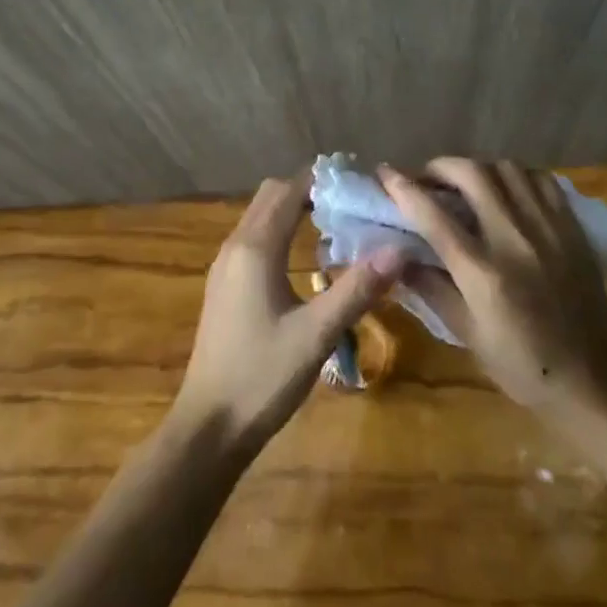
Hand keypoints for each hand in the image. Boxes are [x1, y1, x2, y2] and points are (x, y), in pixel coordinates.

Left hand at [172, 173, 403, 450]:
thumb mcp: (316, 334)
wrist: (208, 427)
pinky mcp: (225, 287)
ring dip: (293, 210)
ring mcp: (225, 267)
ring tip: (336, 224)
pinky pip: (254, 239)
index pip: (289, 190)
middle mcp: (236, 246)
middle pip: (272, 196)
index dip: (323, 179)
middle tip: (352, 203)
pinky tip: (306, 259)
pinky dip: (280, 231)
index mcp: (255, 248)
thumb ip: (357, 289)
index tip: (360, 182)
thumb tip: (398, 249)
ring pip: (260, 217)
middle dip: (309, 190)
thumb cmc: (262, 377)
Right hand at [378, 159, 606, 415]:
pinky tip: (506, 190)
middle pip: (472, 174)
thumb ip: (431, 288)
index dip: (403, 187)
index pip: (433, 215)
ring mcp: (547, 228)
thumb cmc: (523, 364)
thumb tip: (397, 257)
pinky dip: (516, 176)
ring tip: (465, 183)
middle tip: (427, 179)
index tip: (384, 173)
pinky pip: (540, 180)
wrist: (593, 377)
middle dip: (440, 167)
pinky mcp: (570, 227)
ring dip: (477, 167)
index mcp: (483, 272)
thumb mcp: (467, 334)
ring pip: (507, 168)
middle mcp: (514, 239)